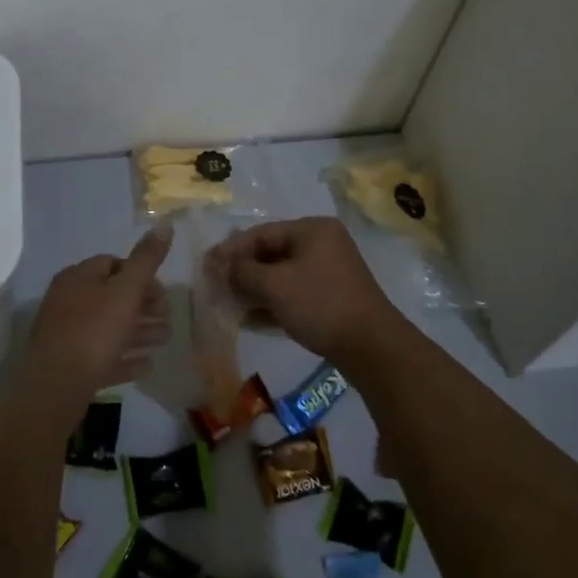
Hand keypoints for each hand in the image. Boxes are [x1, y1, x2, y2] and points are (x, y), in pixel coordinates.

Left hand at [21, 226, 174, 420]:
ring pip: (109, 327)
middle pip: (112, 296)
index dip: (141, 274)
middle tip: (169, 317)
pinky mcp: (68, 365)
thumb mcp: (126, 291)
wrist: (55, 388)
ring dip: (139, 332)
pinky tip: (147, 366)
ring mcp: (66, 334)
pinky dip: (124, 358)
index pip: (113, 263)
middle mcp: (68, 301)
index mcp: (78, 277)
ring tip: (165, 340)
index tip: (163, 293)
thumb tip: (165, 224)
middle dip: (144, 306)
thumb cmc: (94, 332)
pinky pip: (102, 356)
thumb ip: (147, 259)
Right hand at [207, 217, 404, 364]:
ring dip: (254, 289)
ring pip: (281, 276)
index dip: (231, 249)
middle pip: (271, 253)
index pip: (261, 233)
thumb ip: (243, 272)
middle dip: (241, 271)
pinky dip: (271, 303)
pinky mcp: (330, 298)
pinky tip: (248, 319)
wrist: (371, 347)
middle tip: (214, 286)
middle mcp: (321, 244)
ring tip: (227, 304)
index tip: (205, 265)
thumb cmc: (320, 304)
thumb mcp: (276, 285)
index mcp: (312, 230)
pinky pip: (292, 294)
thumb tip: (222, 268)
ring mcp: (328, 272)